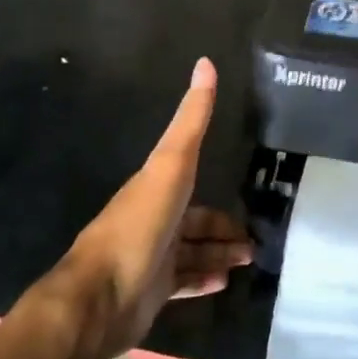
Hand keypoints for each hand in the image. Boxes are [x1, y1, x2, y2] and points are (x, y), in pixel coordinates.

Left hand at [67, 58, 253, 355]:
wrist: (100, 297)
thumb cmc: (139, 225)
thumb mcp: (172, 164)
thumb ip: (192, 119)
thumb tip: (205, 62)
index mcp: (156, 188)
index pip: (192, 183)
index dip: (218, 191)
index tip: (248, 198)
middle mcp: (154, 220)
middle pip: (196, 222)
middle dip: (224, 229)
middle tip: (256, 239)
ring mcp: (151, 258)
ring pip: (193, 253)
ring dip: (220, 254)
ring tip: (249, 259)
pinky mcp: (150, 293)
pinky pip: (183, 283)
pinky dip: (204, 281)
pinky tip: (225, 283)